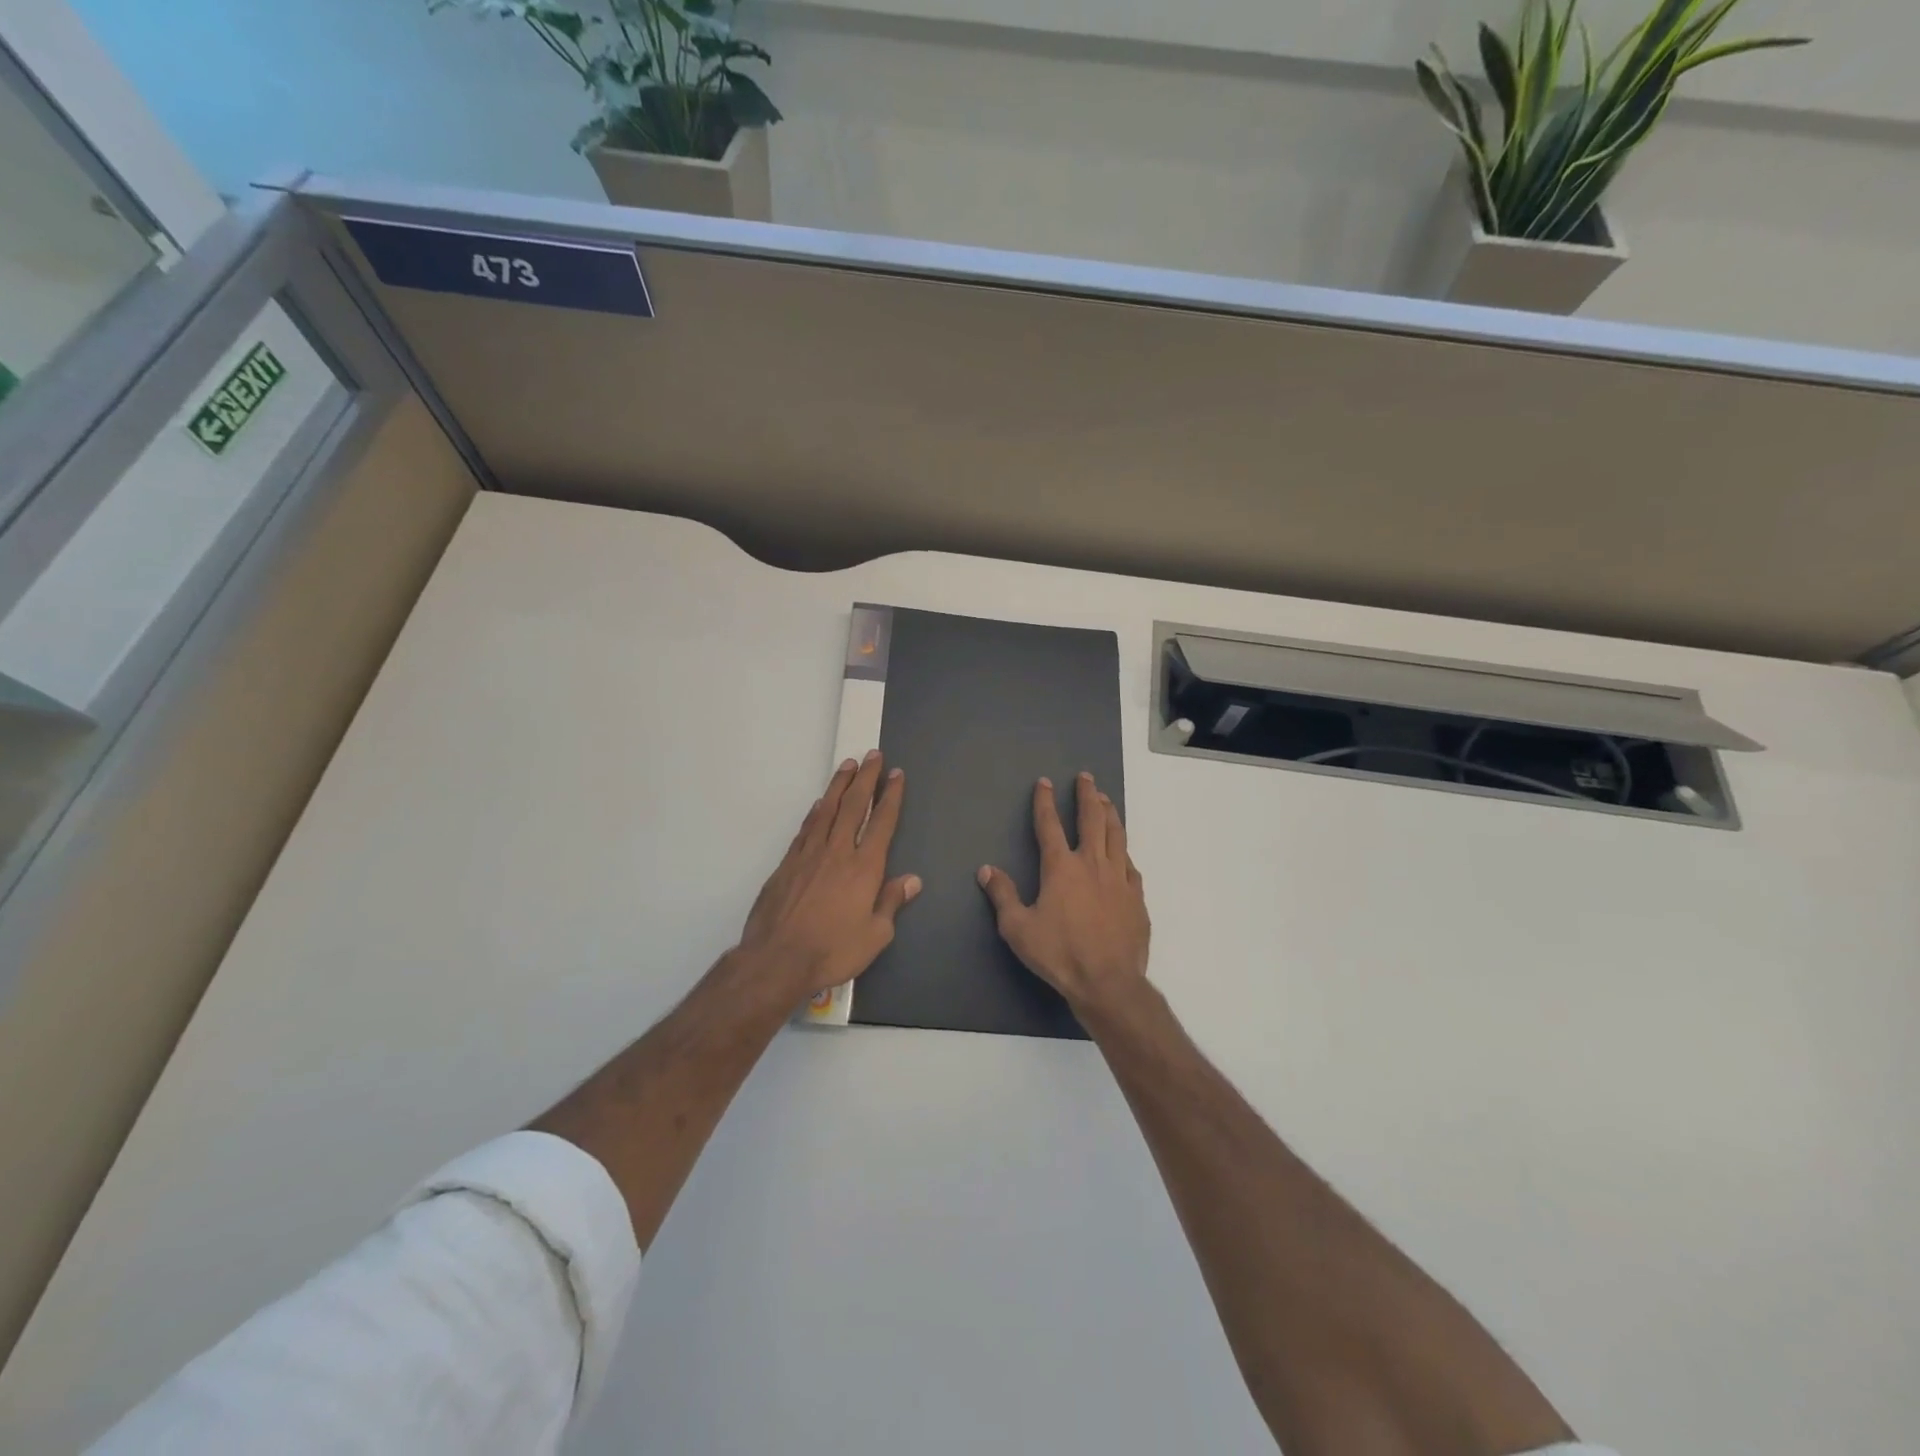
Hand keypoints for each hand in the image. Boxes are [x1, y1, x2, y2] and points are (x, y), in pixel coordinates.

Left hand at [738, 751, 920, 997]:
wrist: (777, 959)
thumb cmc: (833, 950)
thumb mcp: (875, 935)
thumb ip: (891, 902)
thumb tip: (912, 880)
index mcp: (865, 867)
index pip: (882, 822)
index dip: (891, 796)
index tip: (896, 775)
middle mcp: (838, 852)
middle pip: (854, 805)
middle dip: (866, 778)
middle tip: (873, 755)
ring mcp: (809, 854)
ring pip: (827, 810)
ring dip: (839, 785)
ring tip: (848, 765)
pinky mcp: (787, 864)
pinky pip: (806, 828)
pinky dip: (816, 811)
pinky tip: (820, 804)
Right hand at [978, 771, 1149, 1013]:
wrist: (1108, 982)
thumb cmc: (1059, 954)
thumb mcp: (1018, 928)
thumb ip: (1002, 895)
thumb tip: (986, 870)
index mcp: (1061, 867)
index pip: (1049, 825)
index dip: (1045, 802)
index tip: (1045, 783)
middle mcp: (1091, 864)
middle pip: (1091, 819)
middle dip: (1086, 795)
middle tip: (1086, 778)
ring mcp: (1118, 878)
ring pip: (1115, 835)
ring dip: (1109, 813)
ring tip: (1105, 799)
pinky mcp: (1136, 897)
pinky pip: (1130, 865)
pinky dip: (1123, 851)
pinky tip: (1122, 850)